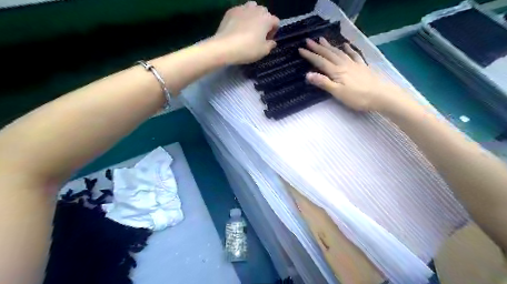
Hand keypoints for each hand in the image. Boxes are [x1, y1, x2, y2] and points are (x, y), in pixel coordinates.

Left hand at [212, 1, 278, 63]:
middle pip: (264, 13)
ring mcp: (242, 8)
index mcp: (267, 19)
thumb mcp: (263, 51)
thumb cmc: (248, 49)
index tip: (267, 41)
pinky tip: (237, 28)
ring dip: (253, 16)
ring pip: (252, 8)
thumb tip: (272, 42)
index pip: (276, 22)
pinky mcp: (231, 11)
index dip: (273, 32)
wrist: (225, 47)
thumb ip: (270, 45)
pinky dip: (241, 17)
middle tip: (258, 35)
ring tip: (248, 28)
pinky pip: (240, 11)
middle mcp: (256, 9)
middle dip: (263, 22)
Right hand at [298, 37, 408, 111]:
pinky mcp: (362, 66)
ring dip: (330, 46)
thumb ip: (324, 83)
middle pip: (329, 54)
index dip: (310, 56)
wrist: (382, 95)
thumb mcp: (338, 92)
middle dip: (318, 48)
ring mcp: (354, 64)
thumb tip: (308, 74)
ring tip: (322, 39)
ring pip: (339, 52)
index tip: (301, 50)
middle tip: (309, 41)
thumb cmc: (358, 97)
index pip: (320, 62)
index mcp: (337, 72)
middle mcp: (344, 65)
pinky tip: (346, 45)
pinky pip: (354, 54)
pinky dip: (348, 49)